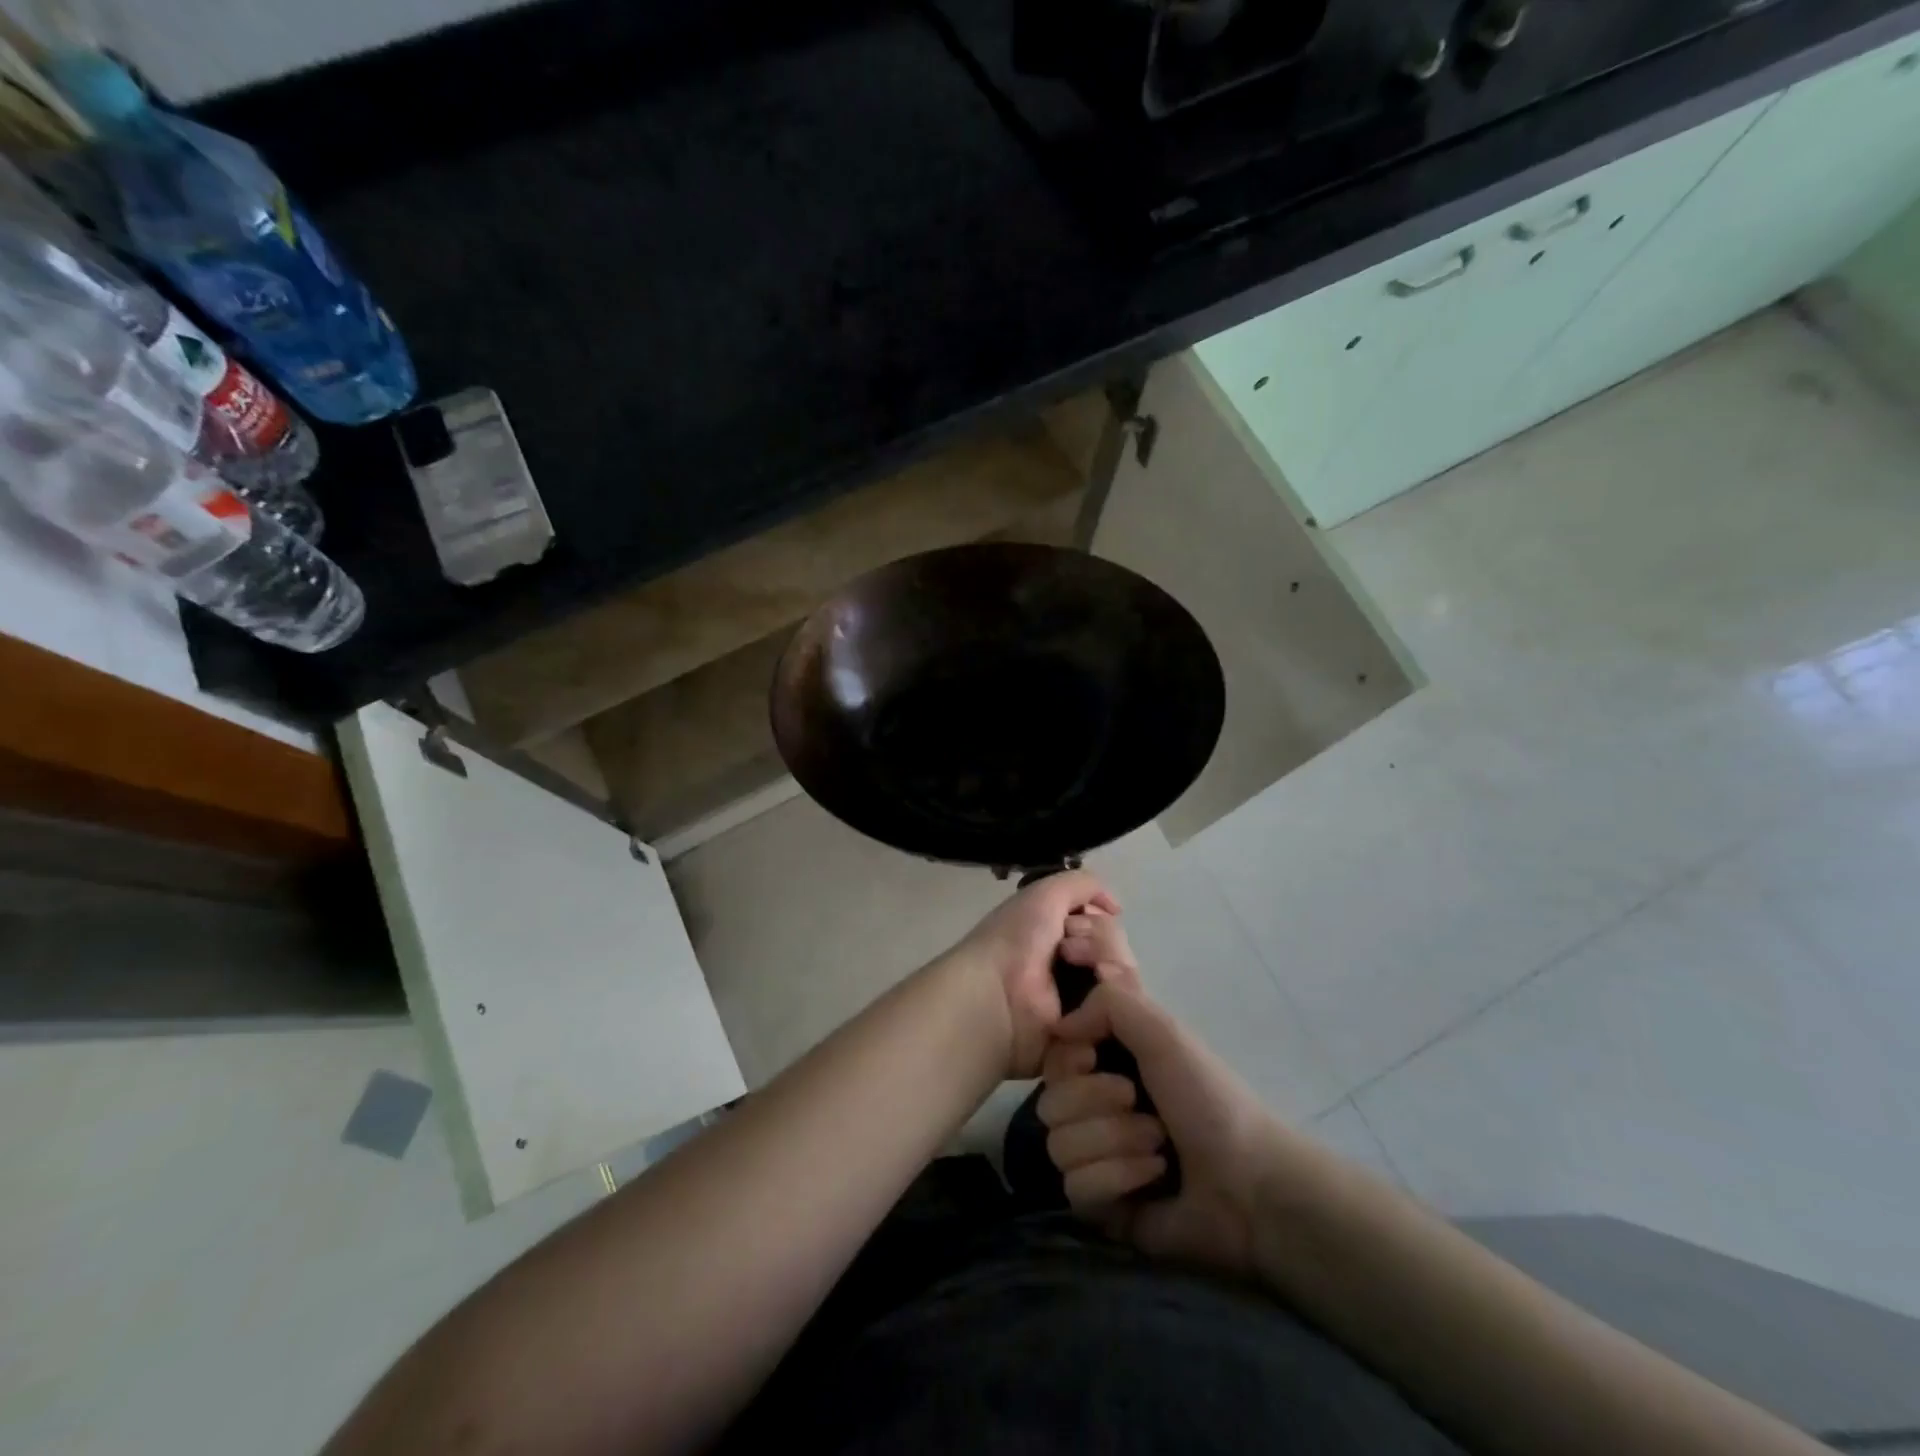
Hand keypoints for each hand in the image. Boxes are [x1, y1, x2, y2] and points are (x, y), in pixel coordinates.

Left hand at [939, 870, 1121, 1078]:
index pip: (1107, 927)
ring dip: (1108, 966)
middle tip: (1068, 951)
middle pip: (1120, 951)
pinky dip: (1114, 1000)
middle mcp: (1075, 970)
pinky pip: (1124, 1014)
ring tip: (1086, 974)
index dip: (1098, 921)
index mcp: (1061, 938)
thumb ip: (1083, 885)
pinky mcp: (1093, 1034)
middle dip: (1102, 943)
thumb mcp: (1045, 895)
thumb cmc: (1014, 940)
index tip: (1075, 924)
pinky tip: (1094, 1000)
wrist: (997, 995)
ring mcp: (1085, 1004)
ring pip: (1127, 980)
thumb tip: (1115, 906)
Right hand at [1038, 918, 1285, 1277]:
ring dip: (1113, 1142)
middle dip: (1097, 1104)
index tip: (1093, 1057)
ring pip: (1059, 1146)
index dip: (1067, 1059)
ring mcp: (1094, 1159)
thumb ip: (1108, 1003)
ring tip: (1158, 1146)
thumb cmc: (1208, 1099)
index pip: (1051, 1058)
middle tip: (1141, 1105)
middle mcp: (1094, 1108)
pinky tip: (1154, 1178)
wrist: (1250, 1185)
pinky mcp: (1100, 1206)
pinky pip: (1077, 1189)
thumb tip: (1059, 1026)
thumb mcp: (1164, 1032)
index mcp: (1107, 1065)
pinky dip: (1118, 1178)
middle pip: (1049, 1102)